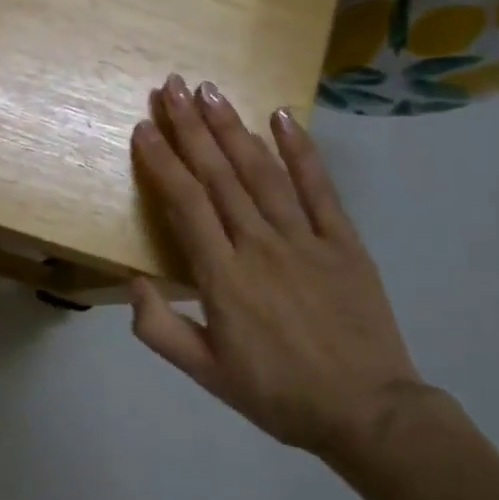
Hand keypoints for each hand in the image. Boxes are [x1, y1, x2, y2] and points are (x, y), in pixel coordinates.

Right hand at [128, 75, 430, 459]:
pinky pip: (320, 188)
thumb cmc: (277, 393)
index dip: (162, 161)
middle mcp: (259, 245)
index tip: (144, 127)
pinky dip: (301, 150)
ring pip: (262, 171)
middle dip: (191, 127)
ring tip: (210, 91)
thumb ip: (159, 329)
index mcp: (222, 276)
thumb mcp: (205, 374)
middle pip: (219, 175)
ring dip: (233, 128)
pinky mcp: (344, 241)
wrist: (367, 413)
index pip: (185, 203)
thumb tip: (131, 281)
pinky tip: (282, 117)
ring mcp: (305, 238)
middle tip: (171, 86)